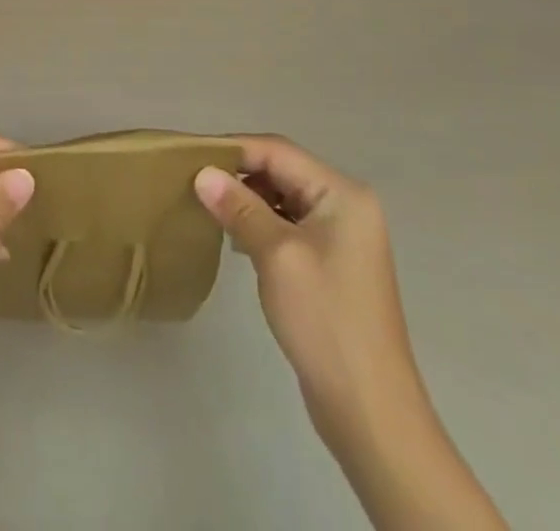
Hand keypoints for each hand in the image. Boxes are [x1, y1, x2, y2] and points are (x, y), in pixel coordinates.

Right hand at [195, 136, 419, 443]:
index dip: (233, 148)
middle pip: (282, 170)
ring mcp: (341, 237)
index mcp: (343, 194)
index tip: (189, 154)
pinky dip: (260, 224)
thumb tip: (202, 173)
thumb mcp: (276, 255)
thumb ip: (239, 207)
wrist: (369, 410)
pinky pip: (289, 225)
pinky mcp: (331, 264)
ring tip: (208, 207)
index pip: (278, 151)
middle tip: (193, 181)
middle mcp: (346, 206)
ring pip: (283, 198)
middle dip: (238, 173)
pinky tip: (235, 238)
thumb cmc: (325, 320)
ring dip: (247, 199)